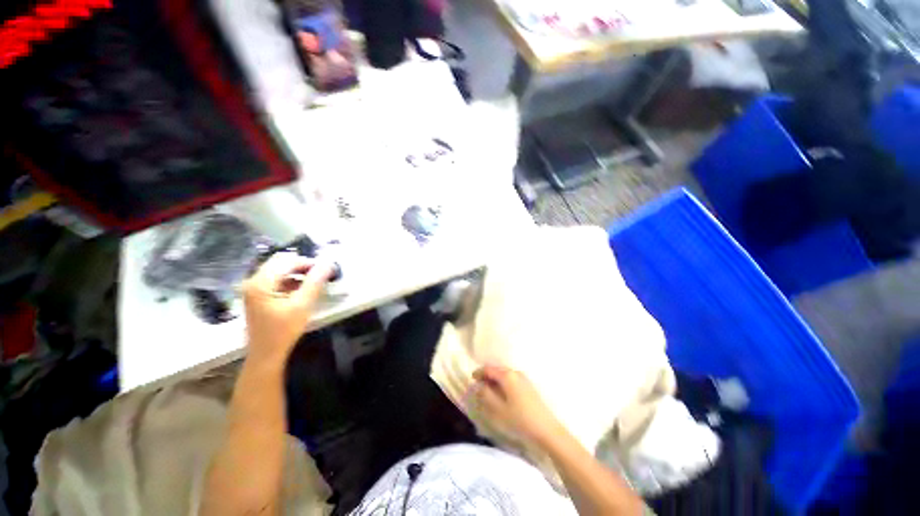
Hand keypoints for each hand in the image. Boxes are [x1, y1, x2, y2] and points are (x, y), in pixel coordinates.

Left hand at [242, 253, 334, 365]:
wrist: (266, 354)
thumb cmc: (283, 330)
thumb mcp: (302, 305)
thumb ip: (315, 282)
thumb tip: (328, 264)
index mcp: (261, 283)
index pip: (286, 261)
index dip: (308, 262)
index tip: (326, 269)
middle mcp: (253, 281)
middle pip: (281, 262)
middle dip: (303, 266)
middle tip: (321, 274)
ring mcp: (254, 288)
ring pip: (279, 270)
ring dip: (298, 272)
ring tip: (315, 280)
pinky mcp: (259, 295)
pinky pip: (277, 279)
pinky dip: (291, 280)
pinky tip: (303, 289)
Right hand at [471, 366, 566, 448]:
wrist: (546, 430)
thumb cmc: (519, 419)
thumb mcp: (498, 409)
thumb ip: (485, 395)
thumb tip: (478, 386)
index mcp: (507, 375)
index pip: (489, 369)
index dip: (479, 373)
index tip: (471, 378)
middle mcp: (515, 373)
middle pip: (497, 370)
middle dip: (487, 377)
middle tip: (479, 386)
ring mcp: (524, 379)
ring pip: (505, 375)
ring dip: (495, 381)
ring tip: (489, 391)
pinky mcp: (529, 387)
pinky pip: (511, 380)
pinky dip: (503, 384)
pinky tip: (502, 395)